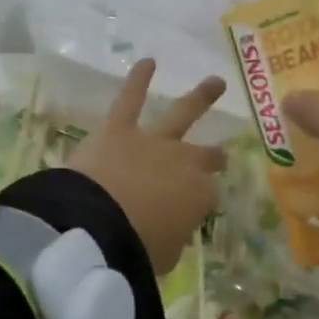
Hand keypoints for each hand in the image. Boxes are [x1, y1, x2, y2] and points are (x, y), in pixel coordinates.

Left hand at [68, 59, 226, 273]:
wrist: (97, 227)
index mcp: (198, 196)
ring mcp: (153, 141)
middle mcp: (182, 162)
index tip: (191, 214)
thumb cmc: (136, 250)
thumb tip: (168, 233)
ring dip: (200, 98)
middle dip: (213, 156)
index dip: (200, 204)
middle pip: (204, 156)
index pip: (207, 196)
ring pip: (181, 114)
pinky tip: (147, 61)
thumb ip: (171, 240)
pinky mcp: (119, 128)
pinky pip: (130, 99)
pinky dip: (138, 79)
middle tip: (220, 156)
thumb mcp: (165, 257)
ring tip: (215, 82)